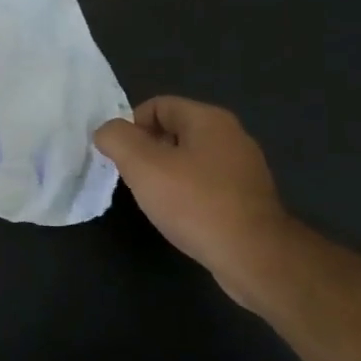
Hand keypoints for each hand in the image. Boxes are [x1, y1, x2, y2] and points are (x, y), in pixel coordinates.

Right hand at [94, 96, 290, 308]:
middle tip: (132, 178)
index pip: (157, 105)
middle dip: (146, 151)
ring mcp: (243, 168)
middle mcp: (231, 136)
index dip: (130, 126)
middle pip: (173, 131)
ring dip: (164, 173)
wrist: (253, 255)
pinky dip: (186, 193)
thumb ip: (116, 139)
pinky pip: (205, 183)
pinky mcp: (248, 197)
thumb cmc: (194, 202)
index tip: (119, 157)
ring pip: (188, 159)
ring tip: (153, 198)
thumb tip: (107, 132)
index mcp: (209, 120)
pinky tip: (179, 214)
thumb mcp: (141, 165)